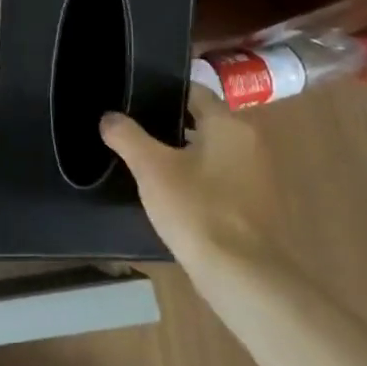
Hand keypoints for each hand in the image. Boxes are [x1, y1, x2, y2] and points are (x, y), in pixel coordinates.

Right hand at [100, 105, 271, 266]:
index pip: (195, 92)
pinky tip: (170, 194)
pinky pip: (219, 179)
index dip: (164, 91)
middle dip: (169, 125)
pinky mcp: (254, 206)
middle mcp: (250, 144)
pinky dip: (196, 179)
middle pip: (204, 122)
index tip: (134, 98)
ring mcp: (256, 177)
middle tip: (131, 130)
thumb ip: (127, 136)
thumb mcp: (151, 168)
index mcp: (229, 126)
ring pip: (211, 152)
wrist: (242, 274)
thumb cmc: (197, 209)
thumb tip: (109, 117)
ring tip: (144, 161)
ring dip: (182, 154)